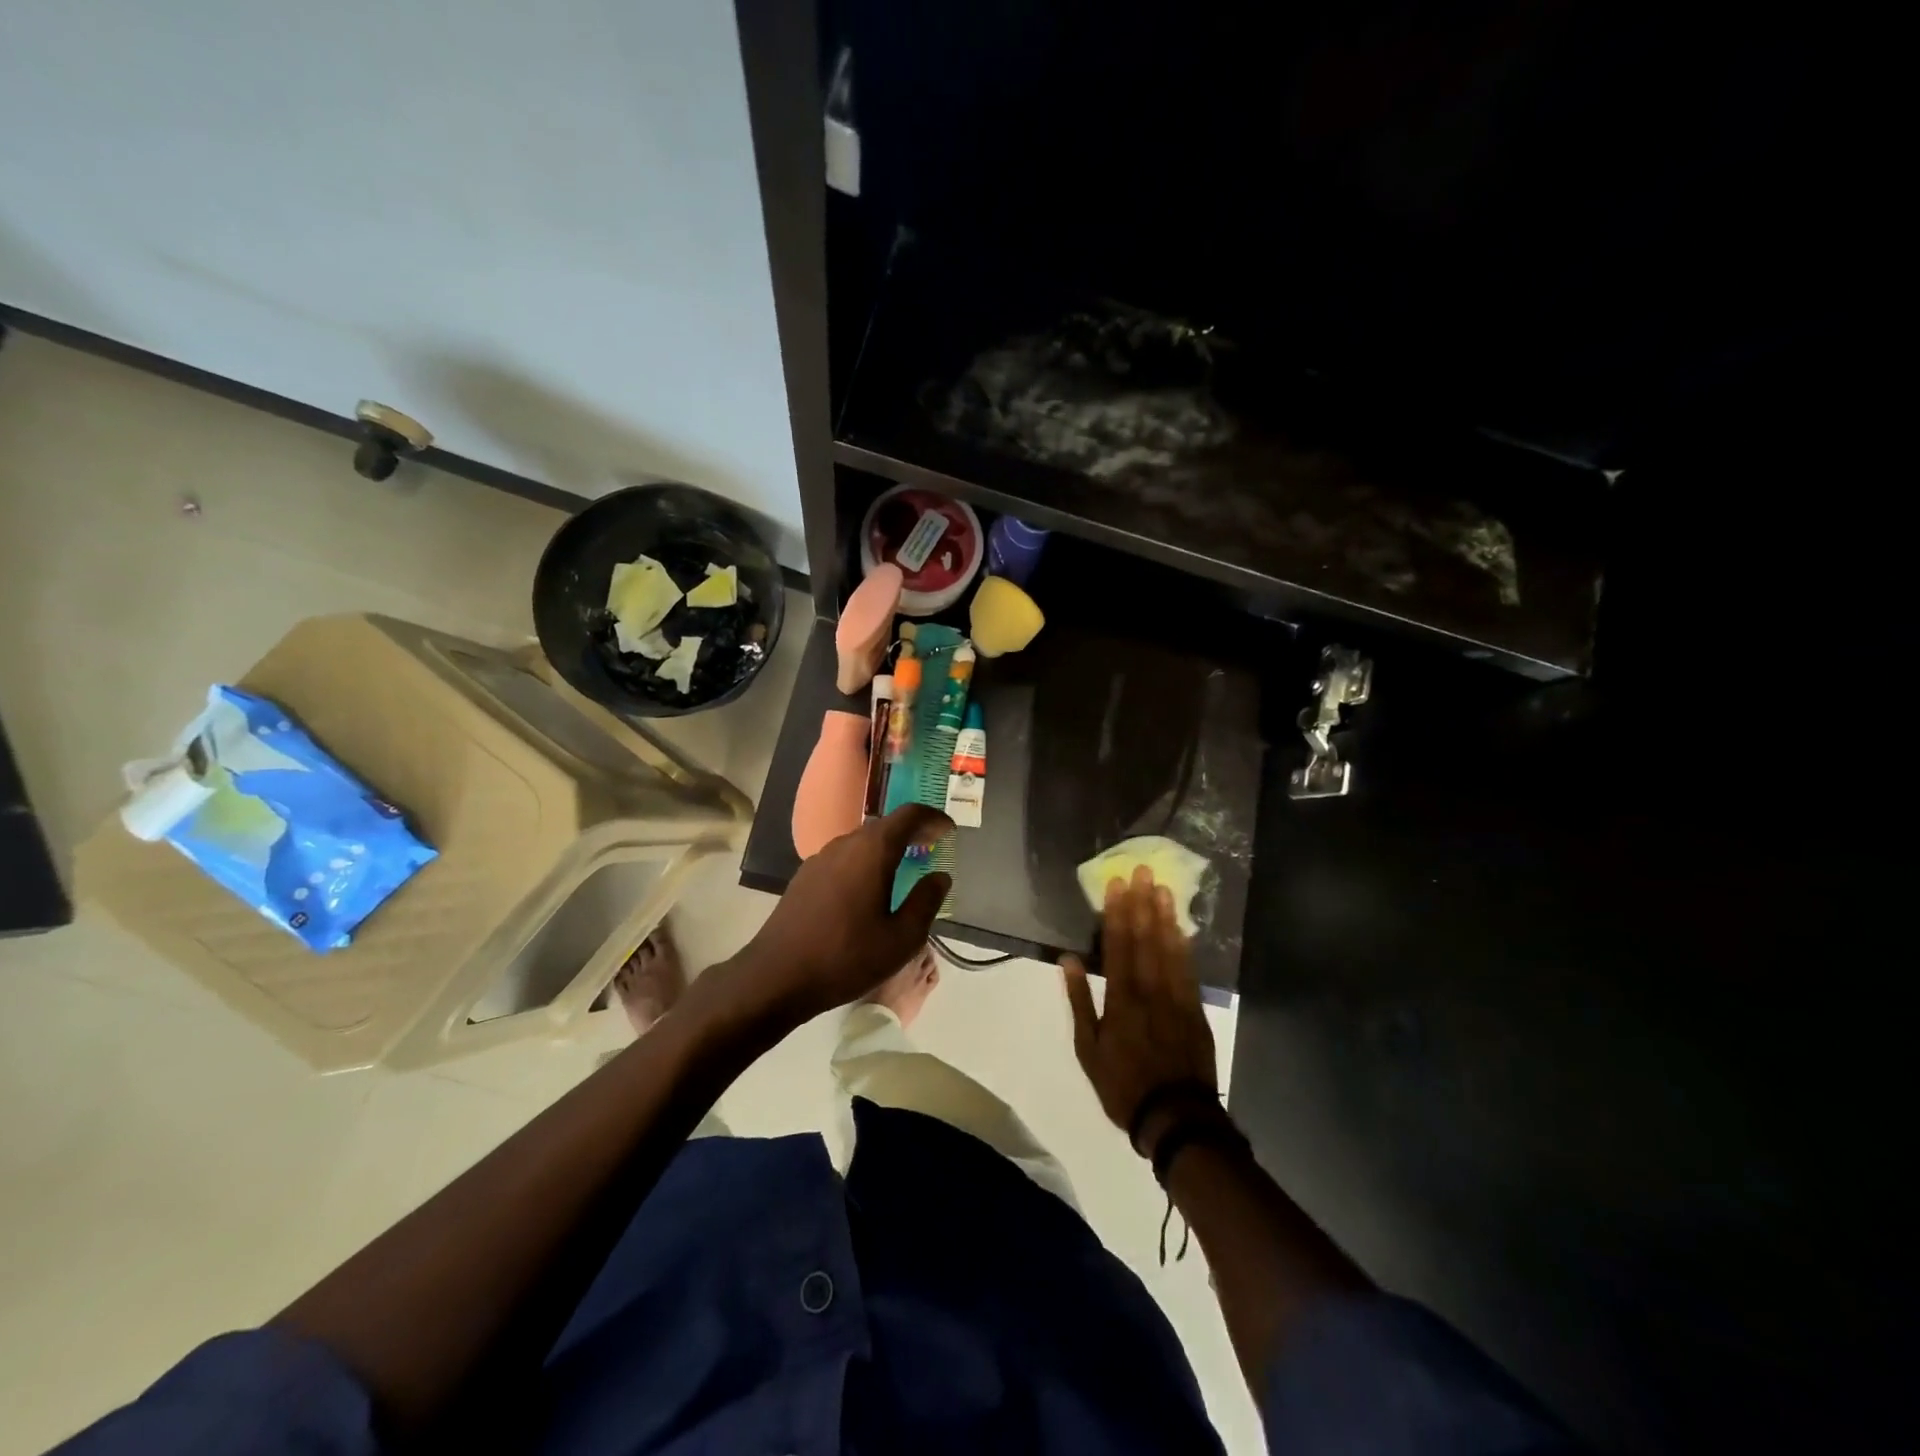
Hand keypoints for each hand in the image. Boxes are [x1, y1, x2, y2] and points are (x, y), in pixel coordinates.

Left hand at [728, 804, 951, 1024]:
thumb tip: (940, 877)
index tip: (949, 830)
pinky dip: (865, 862)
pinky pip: (844, 858)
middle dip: (911, 832)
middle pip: (884, 826)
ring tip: (903, 869)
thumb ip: (926, 902)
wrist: (776, 977)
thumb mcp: (902, 938)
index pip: (909, 815)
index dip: (933, 818)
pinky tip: (868, 891)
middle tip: (932, 847)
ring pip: (862, 842)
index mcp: (873, 850)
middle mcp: (845, 844)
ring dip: (887, 848)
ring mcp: (820, 859)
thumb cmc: (847, 956)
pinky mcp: (804, 878)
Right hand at [1062, 866, 1219, 1157]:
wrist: (1176, 1118)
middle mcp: (1149, 991)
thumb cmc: (1123, 1085)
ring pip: (1169, 950)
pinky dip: (1184, 946)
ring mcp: (1176, 999)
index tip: (1117, 884)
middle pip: (1145, 940)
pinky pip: (1189, 970)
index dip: (1117, 913)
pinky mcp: (1196, 1010)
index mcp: (1120, 1000)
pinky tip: (1181, 927)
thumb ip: (1079, 1001)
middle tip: (1142, 870)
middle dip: (1141, 903)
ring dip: (1164, 917)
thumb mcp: (1088, 1049)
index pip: (1118, 946)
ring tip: (1162, 888)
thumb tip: (1068, 960)